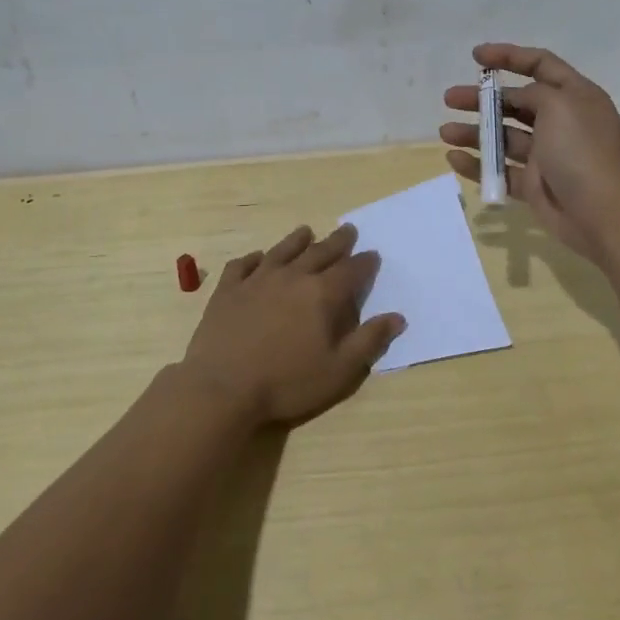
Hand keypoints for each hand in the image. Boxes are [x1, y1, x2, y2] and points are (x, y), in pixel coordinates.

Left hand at [179, 224, 404, 427]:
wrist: (222, 388)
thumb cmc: (287, 383)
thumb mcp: (339, 370)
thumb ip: (369, 341)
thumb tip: (397, 317)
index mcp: (322, 294)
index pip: (351, 271)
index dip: (365, 263)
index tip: (373, 255)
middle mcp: (292, 277)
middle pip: (319, 253)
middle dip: (337, 242)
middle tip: (348, 230)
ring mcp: (256, 280)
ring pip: (282, 251)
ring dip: (297, 240)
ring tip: (306, 232)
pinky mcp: (228, 290)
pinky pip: (242, 265)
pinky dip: (253, 258)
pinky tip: (257, 258)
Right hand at [442, 43, 619, 263]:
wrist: (602, 213)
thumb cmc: (581, 151)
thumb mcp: (560, 105)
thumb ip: (533, 93)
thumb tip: (517, 100)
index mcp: (575, 96)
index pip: (541, 64)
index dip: (509, 56)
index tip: (476, 57)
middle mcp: (561, 122)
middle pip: (515, 102)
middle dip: (482, 99)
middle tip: (450, 98)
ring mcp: (548, 155)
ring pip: (504, 137)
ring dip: (474, 132)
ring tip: (446, 132)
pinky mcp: (535, 185)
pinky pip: (501, 170)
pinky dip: (478, 165)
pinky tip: (454, 158)